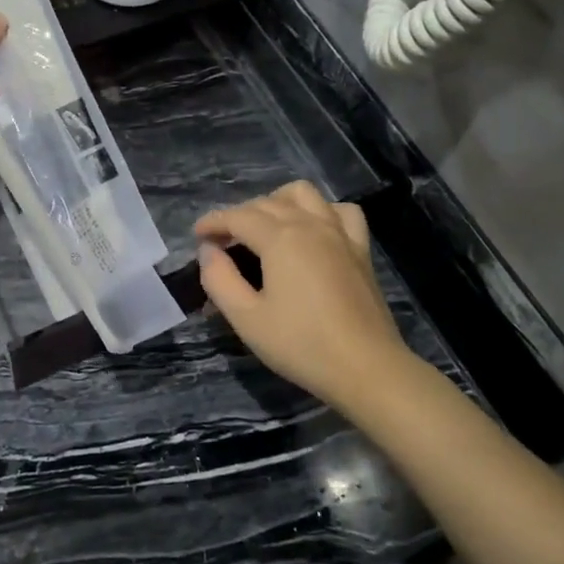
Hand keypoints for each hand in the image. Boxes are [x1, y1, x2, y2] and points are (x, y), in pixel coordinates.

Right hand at [195, 182, 414, 408]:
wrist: (366, 368)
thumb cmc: (301, 345)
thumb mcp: (247, 318)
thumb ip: (220, 279)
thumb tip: (208, 251)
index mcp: (281, 238)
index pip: (238, 216)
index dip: (213, 222)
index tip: (197, 235)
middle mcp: (310, 224)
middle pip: (267, 203)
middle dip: (238, 215)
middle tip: (222, 242)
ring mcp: (339, 233)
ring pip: (304, 195)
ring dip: (278, 201)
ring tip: (264, 227)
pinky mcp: (360, 249)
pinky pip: (340, 211)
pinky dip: (321, 211)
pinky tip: (313, 230)